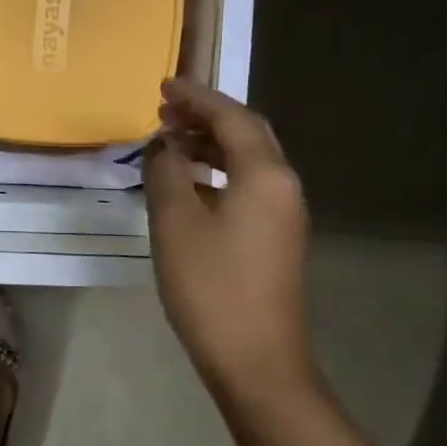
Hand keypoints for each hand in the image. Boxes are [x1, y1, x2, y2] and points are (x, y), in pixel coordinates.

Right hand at [143, 78, 313, 399]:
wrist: (256, 360)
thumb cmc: (211, 286)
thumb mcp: (175, 222)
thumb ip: (167, 172)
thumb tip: (164, 145)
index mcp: (264, 175)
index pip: (231, 117)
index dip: (196, 97)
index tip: (164, 85)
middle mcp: (282, 186)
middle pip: (247, 134)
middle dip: (206, 116)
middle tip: (164, 110)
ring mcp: (283, 214)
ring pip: (248, 161)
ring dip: (210, 144)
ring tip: (169, 141)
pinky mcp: (275, 238)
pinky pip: (247, 185)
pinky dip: (217, 171)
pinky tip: (188, 183)